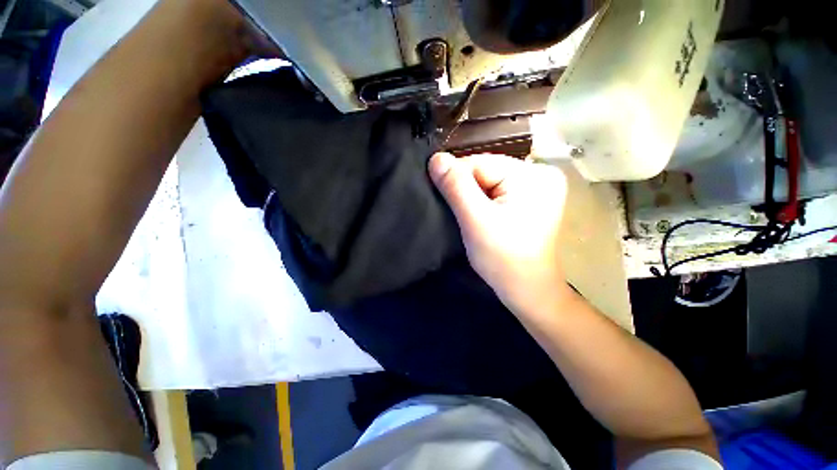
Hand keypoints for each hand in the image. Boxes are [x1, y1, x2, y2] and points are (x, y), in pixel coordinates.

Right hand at [428, 152, 569, 315]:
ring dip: (473, 196)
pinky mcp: (531, 199)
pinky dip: (483, 201)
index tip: (445, 200)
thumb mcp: (475, 220)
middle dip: (466, 189)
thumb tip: (436, 158)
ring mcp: (538, 187)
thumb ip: (455, 187)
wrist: (525, 289)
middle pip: (486, 171)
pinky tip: (479, 215)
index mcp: (533, 174)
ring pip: (489, 181)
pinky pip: (497, 191)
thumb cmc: (502, 258)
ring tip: (467, 215)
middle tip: (459, 213)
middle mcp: (540, 173)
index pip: (480, 163)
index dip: (457, 180)